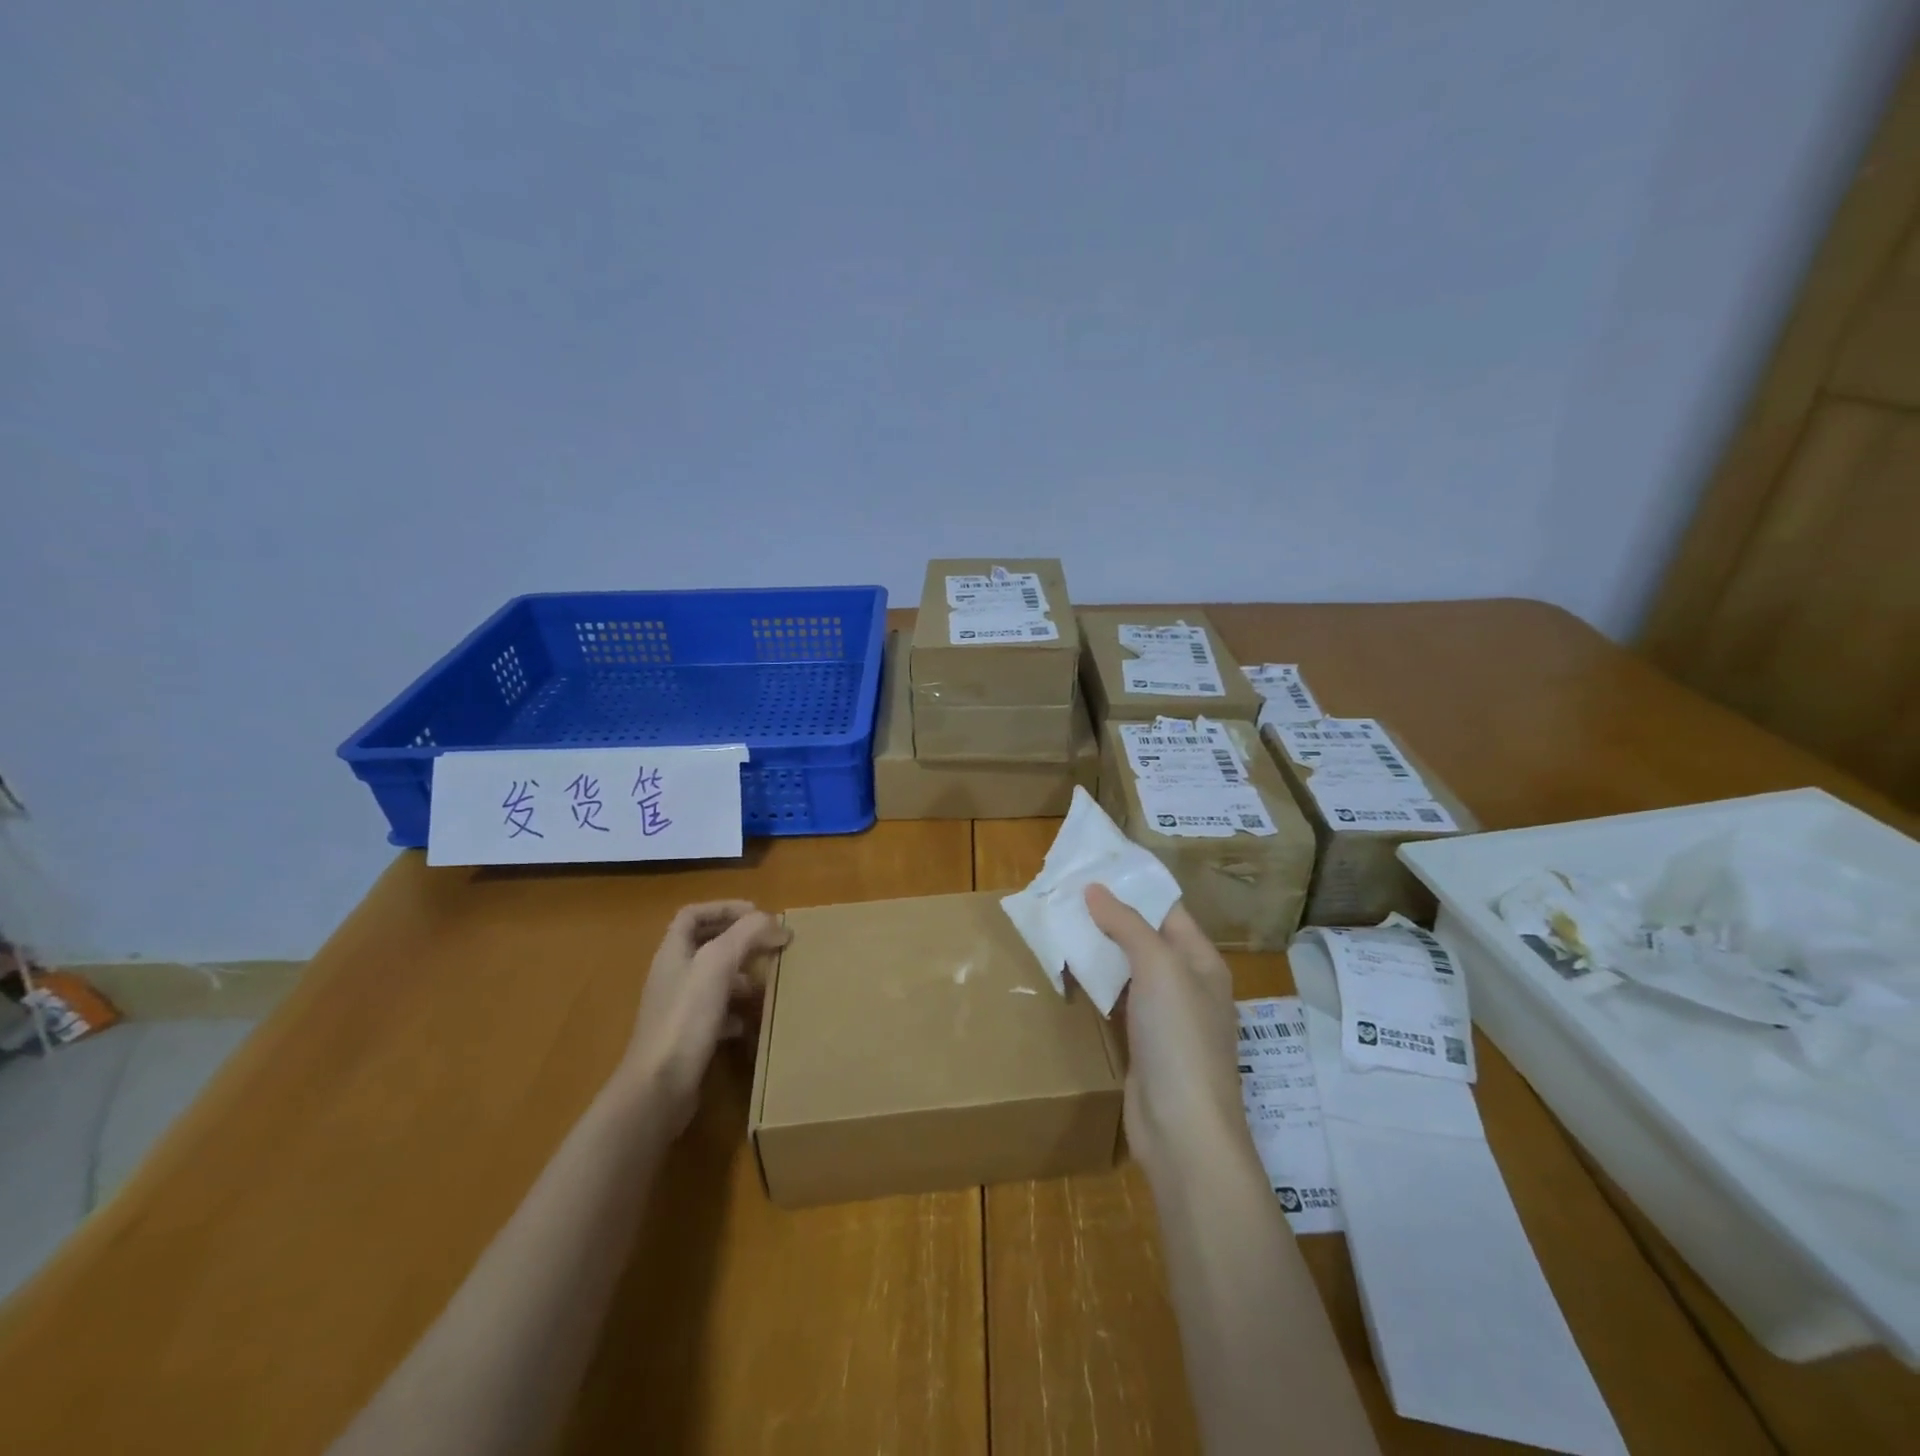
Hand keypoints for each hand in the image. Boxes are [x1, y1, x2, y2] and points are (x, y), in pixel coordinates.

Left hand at [619, 900, 788, 1134]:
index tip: (757, 914)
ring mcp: (678, 1009)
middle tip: (770, 945)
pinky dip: (737, 1011)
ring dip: (741, 976)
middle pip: (706, 945)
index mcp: (673, 952)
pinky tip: (752, 1021)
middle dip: (739, 942)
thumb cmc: (686, 1018)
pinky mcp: (687, 1038)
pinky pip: (716, 1014)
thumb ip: (747, 934)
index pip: (693, 915)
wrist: (658, 1088)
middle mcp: (672, 976)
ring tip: (767, 982)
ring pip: (714, 980)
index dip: (723, 907)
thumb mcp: (718, 964)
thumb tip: (778, 923)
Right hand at [1084, 884, 1248, 1177]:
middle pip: (1147, 939)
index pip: (1168, 910)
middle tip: (1066, 893)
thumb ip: (1127, 925)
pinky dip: (1098, 984)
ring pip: (1130, 970)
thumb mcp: (1159, 969)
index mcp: (1202, 962)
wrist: (1183, 1130)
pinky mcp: (1144, 1045)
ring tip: (1061, 923)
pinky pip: (1118, 1001)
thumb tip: (1095, 888)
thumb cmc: (1179, 1038)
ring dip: (1101, 949)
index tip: (1094, 867)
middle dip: (1110, 916)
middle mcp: (1188, 985)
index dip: (1134, 887)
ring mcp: (1166, 1018)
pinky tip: (1071, 972)